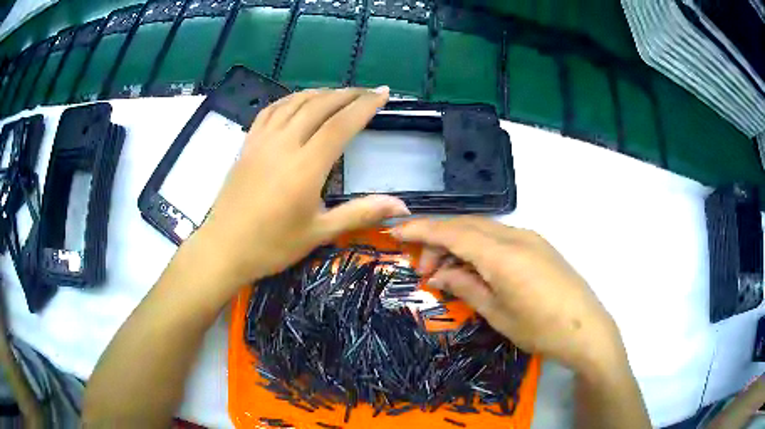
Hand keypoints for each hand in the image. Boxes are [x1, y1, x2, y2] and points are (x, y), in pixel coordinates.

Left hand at [184, 87, 409, 292]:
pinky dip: (289, 100)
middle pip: (320, 106)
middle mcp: (284, 145)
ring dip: (320, 93)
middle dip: (347, 94)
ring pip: (294, 103)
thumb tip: (403, 207)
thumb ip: (361, 213)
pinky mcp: (247, 144)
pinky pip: (270, 111)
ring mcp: (262, 141)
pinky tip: (298, 101)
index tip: (383, 93)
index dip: (365, 106)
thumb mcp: (319, 232)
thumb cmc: (272, 246)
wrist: (224, 248)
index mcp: (305, 167)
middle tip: (367, 92)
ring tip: (339, 93)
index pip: (341, 125)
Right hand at [393, 216, 622, 374]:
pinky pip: (500, 237)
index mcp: (501, 253)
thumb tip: (441, 275)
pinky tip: (475, 269)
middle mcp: (515, 235)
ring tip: (448, 274)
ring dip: (459, 244)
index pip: (452, 231)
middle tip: (424, 271)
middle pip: (466, 225)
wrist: (587, 329)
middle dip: (438, 241)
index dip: (420, 229)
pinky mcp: (539, 245)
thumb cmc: (540, 328)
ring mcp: (530, 238)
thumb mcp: (496, 313)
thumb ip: (465, 287)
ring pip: (483, 229)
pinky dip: (479, 248)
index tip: (395, 232)